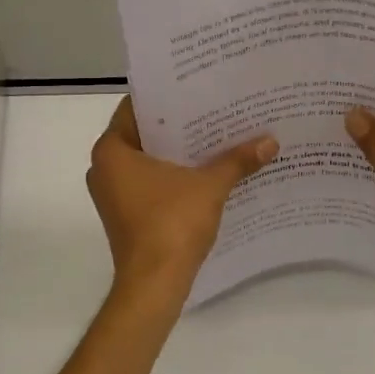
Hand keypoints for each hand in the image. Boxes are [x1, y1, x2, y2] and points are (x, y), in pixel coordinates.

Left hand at [87, 97, 277, 302]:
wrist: (154, 285)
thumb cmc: (171, 224)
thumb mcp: (210, 186)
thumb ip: (237, 160)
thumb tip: (271, 142)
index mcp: (111, 150)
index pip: (137, 107)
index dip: (168, 98)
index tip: (196, 89)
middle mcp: (103, 168)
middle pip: (145, 135)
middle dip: (179, 126)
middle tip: (214, 110)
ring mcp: (113, 195)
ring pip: (148, 162)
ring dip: (179, 154)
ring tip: (217, 138)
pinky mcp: (126, 216)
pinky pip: (150, 184)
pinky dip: (174, 177)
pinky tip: (207, 173)